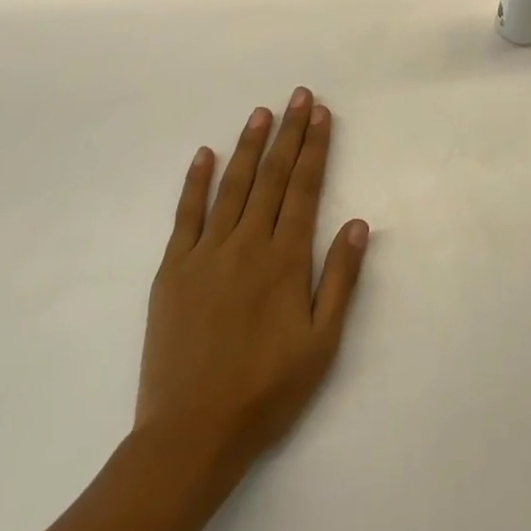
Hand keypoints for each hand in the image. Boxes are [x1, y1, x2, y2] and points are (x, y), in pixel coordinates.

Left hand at [134, 89, 369, 483]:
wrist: (190, 435)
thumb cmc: (266, 391)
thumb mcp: (321, 342)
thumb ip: (340, 278)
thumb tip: (357, 223)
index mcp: (285, 259)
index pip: (305, 188)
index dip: (316, 148)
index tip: (322, 114)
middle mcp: (247, 244)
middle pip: (273, 177)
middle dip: (289, 133)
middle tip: (298, 95)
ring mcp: (205, 254)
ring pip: (233, 186)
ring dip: (250, 146)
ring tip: (262, 113)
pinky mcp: (173, 271)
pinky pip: (186, 215)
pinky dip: (196, 182)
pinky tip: (205, 155)